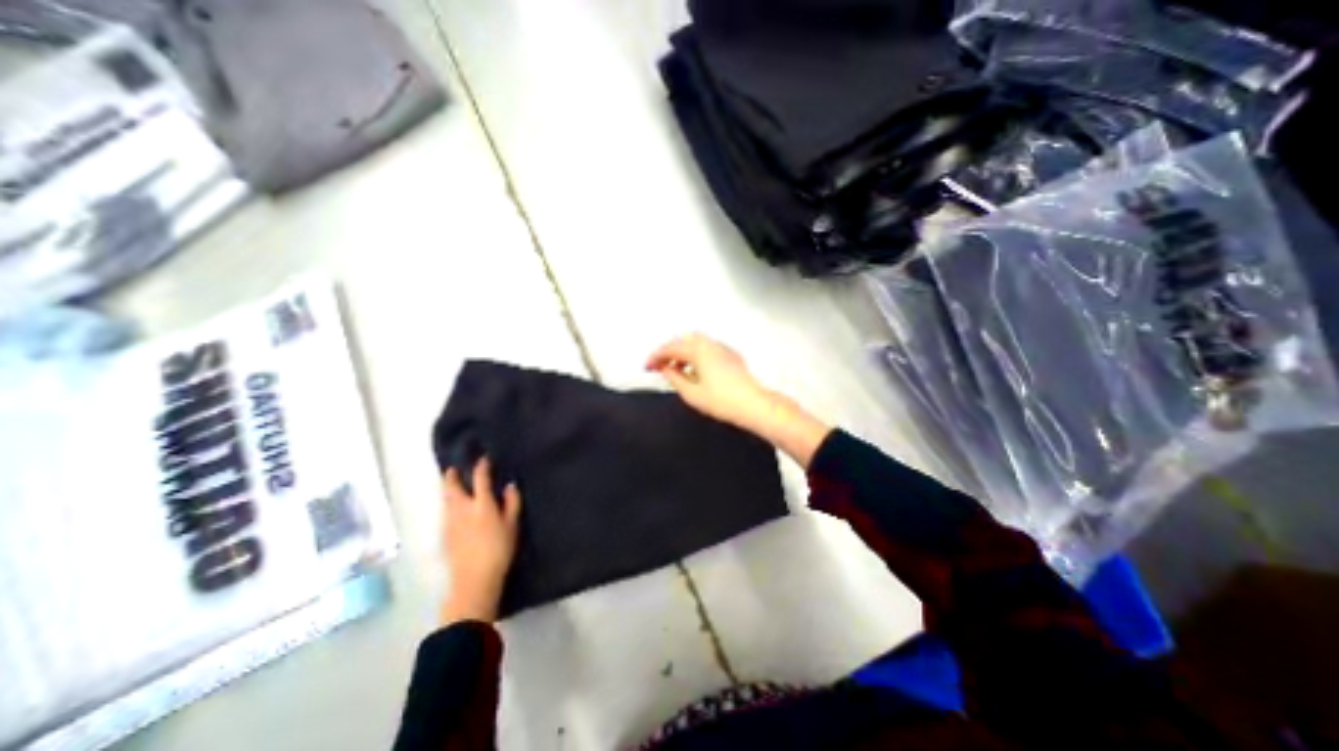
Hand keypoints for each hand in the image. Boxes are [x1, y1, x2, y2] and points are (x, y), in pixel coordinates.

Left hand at [444, 457, 518, 622]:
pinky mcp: (444, 535)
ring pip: (445, 500)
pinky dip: (447, 504)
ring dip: (447, 490)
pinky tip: (452, 508)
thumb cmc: (499, 550)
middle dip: (451, 476)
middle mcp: (462, 509)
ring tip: (450, 484)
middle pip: (452, 488)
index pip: (480, 479)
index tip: (483, 459)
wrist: (474, 580)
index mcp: (481, 504)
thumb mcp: (512, 525)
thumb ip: (512, 503)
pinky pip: (445, 513)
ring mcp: (450, 522)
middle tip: (452, 469)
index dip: (481, 467)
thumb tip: (510, 485)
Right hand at [650, 334, 773, 433]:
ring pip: (696, 342)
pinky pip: (707, 347)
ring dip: (682, 351)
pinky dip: (695, 353)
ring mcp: (722, 348)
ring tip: (675, 368)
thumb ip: (674, 378)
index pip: (670, 348)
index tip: (647, 365)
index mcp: (698, 351)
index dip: (656, 356)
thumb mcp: (691, 393)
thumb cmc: (723, 401)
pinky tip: (694, 369)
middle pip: (683, 340)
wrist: (753, 404)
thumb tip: (665, 369)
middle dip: (668, 351)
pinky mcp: (730, 355)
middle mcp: (710, 344)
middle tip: (659, 365)